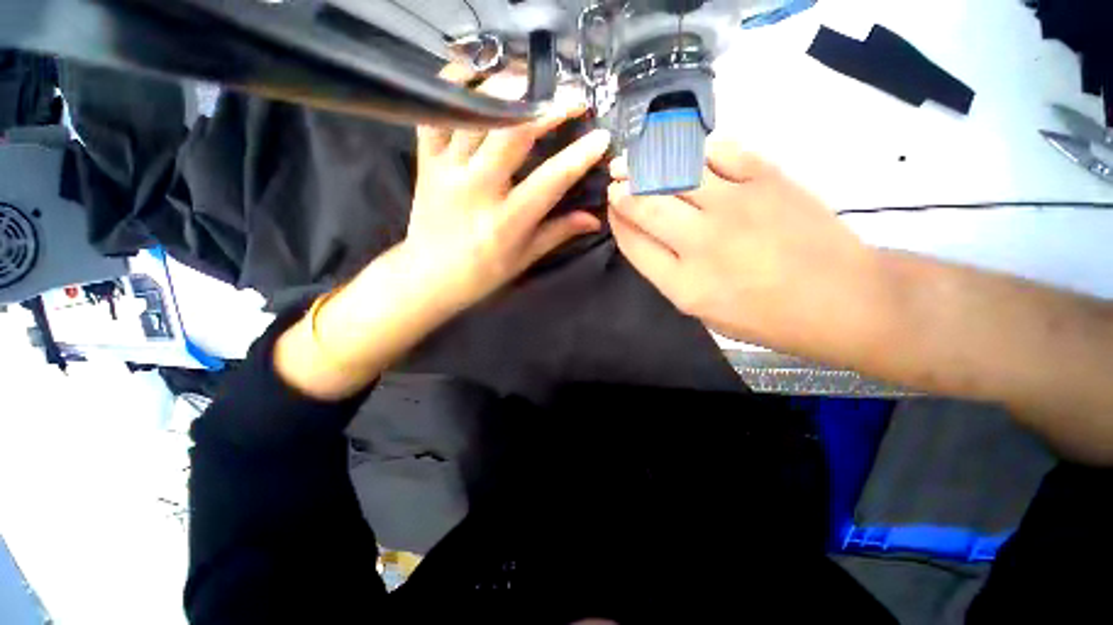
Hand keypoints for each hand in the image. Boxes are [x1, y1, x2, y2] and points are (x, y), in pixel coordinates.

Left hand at [275, 66, 609, 399]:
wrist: (428, 276)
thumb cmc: (482, 273)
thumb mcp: (525, 258)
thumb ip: (559, 232)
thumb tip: (593, 219)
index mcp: (507, 221)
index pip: (550, 181)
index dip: (579, 156)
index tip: (601, 137)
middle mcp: (478, 190)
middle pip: (512, 134)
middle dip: (548, 108)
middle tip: (572, 98)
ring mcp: (448, 171)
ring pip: (476, 114)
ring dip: (507, 89)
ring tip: (532, 81)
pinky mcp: (426, 162)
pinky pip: (436, 114)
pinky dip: (453, 87)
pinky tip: (476, 76)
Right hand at [608, 139, 876, 350]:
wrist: (840, 299)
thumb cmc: (765, 316)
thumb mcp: (703, 310)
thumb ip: (668, 274)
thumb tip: (646, 235)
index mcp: (682, 284)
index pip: (632, 242)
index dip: (616, 220)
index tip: (612, 207)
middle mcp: (700, 242)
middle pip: (645, 205)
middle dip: (623, 189)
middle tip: (617, 178)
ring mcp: (735, 206)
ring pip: (675, 172)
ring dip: (649, 162)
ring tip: (640, 157)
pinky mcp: (767, 180)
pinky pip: (721, 150)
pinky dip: (699, 149)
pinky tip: (691, 154)